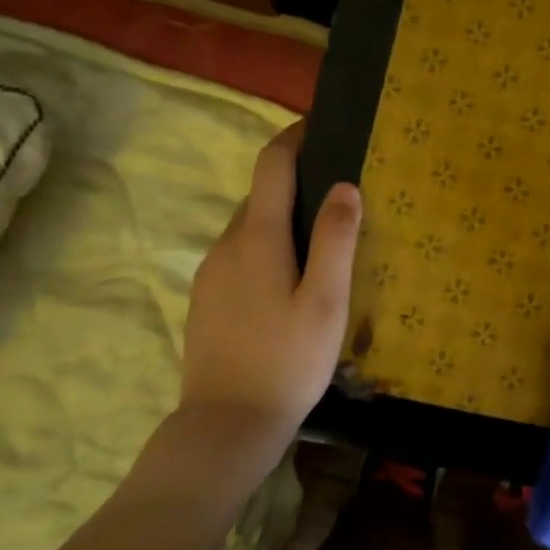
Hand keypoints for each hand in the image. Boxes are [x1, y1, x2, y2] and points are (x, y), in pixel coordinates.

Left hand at [132, 122, 360, 504]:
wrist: (226, 424)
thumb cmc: (287, 361)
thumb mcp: (326, 301)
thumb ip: (336, 239)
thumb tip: (344, 185)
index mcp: (258, 237)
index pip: (272, 166)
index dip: (294, 137)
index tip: (319, 124)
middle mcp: (227, 244)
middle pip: (260, 196)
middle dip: (295, 185)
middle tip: (339, 200)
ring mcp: (210, 273)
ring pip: (249, 229)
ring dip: (281, 221)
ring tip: (321, 245)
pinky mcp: (205, 300)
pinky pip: (239, 257)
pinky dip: (266, 250)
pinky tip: (289, 285)